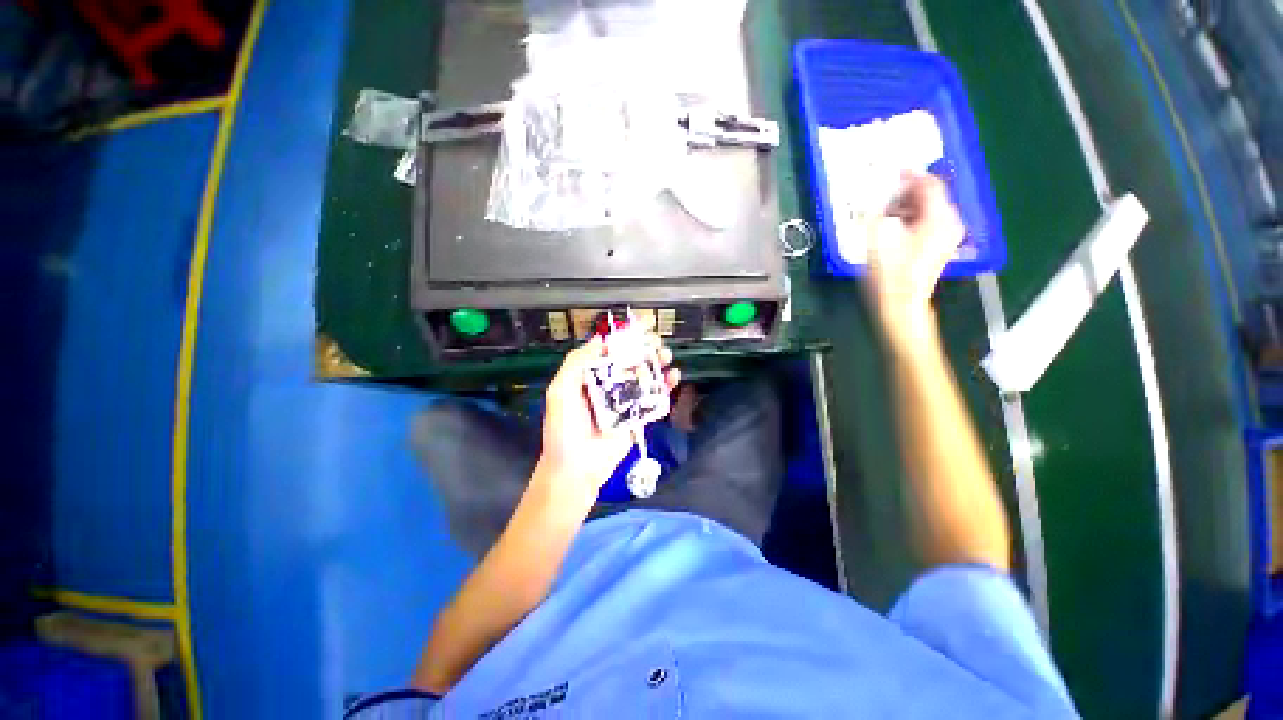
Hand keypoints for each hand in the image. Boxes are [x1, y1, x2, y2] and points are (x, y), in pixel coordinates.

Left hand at [535, 332, 680, 496]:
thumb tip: (601, 339)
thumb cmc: (564, 427)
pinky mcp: (638, 417)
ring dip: (658, 364)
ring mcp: (625, 401)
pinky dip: (666, 387)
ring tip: (667, 356)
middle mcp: (609, 385)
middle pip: (631, 361)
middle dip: (645, 349)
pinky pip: (655, 399)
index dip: (625, 337)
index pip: (610, 350)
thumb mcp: (561, 390)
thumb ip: (576, 362)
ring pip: (645, 377)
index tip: (641, 327)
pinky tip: (673, 377)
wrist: (576, 468)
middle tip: (657, 342)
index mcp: (590, 376)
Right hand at [863, 173, 964, 348]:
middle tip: (885, 194)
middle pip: (933, 196)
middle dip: (909, 192)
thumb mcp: (879, 237)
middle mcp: (950, 223)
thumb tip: (878, 194)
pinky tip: (896, 226)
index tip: (893, 172)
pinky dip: (914, 218)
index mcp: (939, 217)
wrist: (901, 305)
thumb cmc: (889, 273)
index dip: (911, 176)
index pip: (930, 184)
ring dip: (909, 206)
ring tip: (886, 211)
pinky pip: (930, 222)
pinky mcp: (940, 247)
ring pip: (931, 209)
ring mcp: (947, 236)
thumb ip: (879, 210)